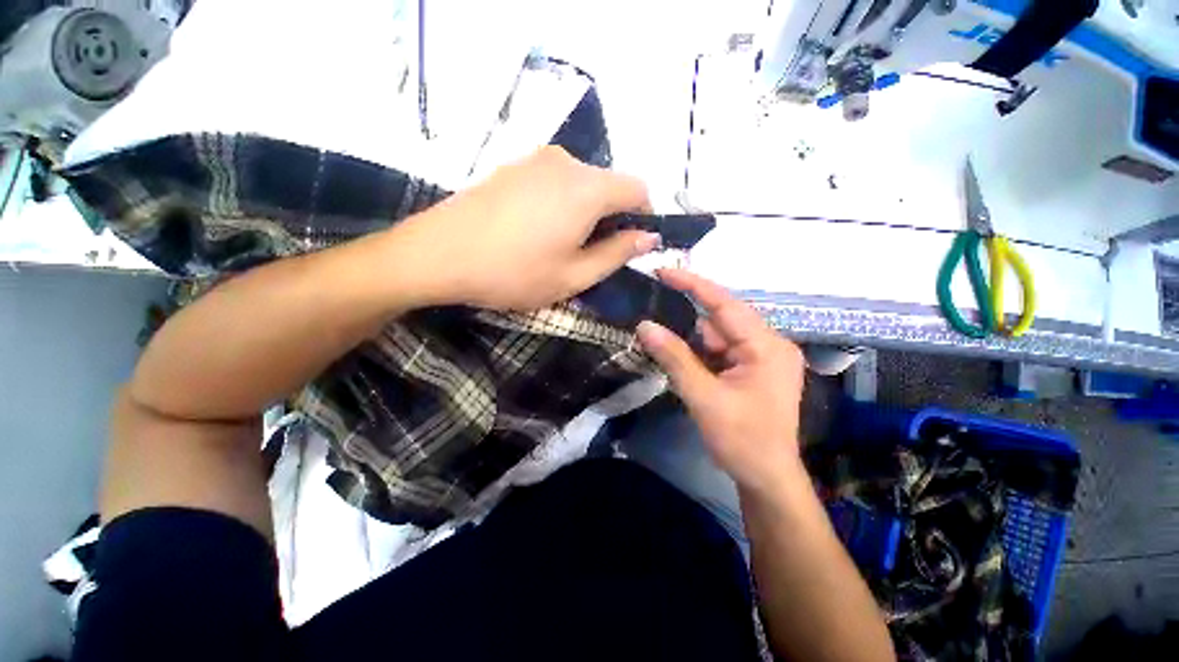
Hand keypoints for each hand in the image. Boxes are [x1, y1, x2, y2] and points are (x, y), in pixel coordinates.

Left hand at [400, 145, 659, 310]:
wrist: (438, 254)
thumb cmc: (514, 273)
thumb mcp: (574, 275)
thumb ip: (617, 254)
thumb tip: (648, 237)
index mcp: (587, 188)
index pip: (638, 189)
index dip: (643, 216)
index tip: (629, 244)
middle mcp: (566, 162)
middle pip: (609, 184)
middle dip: (611, 217)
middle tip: (590, 254)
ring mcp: (535, 159)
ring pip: (581, 182)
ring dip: (585, 210)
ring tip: (559, 245)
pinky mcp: (513, 165)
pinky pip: (555, 180)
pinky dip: (561, 202)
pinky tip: (535, 229)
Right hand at [637, 269, 805, 496]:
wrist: (766, 478)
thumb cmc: (742, 440)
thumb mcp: (704, 397)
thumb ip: (675, 358)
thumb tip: (644, 325)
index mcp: (766, 346)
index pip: (725, 304)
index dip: (692, 284)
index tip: (662, 271)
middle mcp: (767, 344)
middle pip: (720, 320)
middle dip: (685, 318)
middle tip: (651, 311)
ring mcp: (759, 357)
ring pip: (716, 336)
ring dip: (689, 340)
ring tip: (657, 337)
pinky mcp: (750, 369)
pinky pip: (719, 351)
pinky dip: (697, 353)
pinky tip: (676, 356)